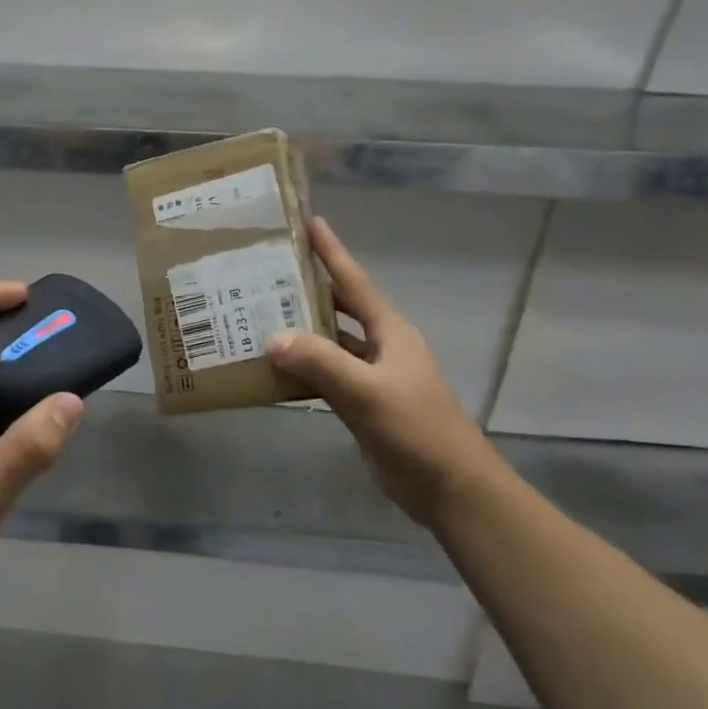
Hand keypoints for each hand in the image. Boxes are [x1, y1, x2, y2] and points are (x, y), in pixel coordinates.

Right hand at [267, 217, 495, 526]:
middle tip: (267, 272)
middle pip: (339, 308)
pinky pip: (326, 376)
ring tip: (259, 315)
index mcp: (390, 332)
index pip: (355, 283)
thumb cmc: (416, 429)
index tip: (309, 222)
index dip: (332, 252)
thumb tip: (273, 339)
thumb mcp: (368, 392)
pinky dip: (302, 369)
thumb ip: (321, 363)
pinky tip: (273, 369)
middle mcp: (381, 346)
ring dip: (300, 331)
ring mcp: (372, 376)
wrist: (449, 487)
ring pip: (329, 343)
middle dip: (308, 289)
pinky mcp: (363, 403)